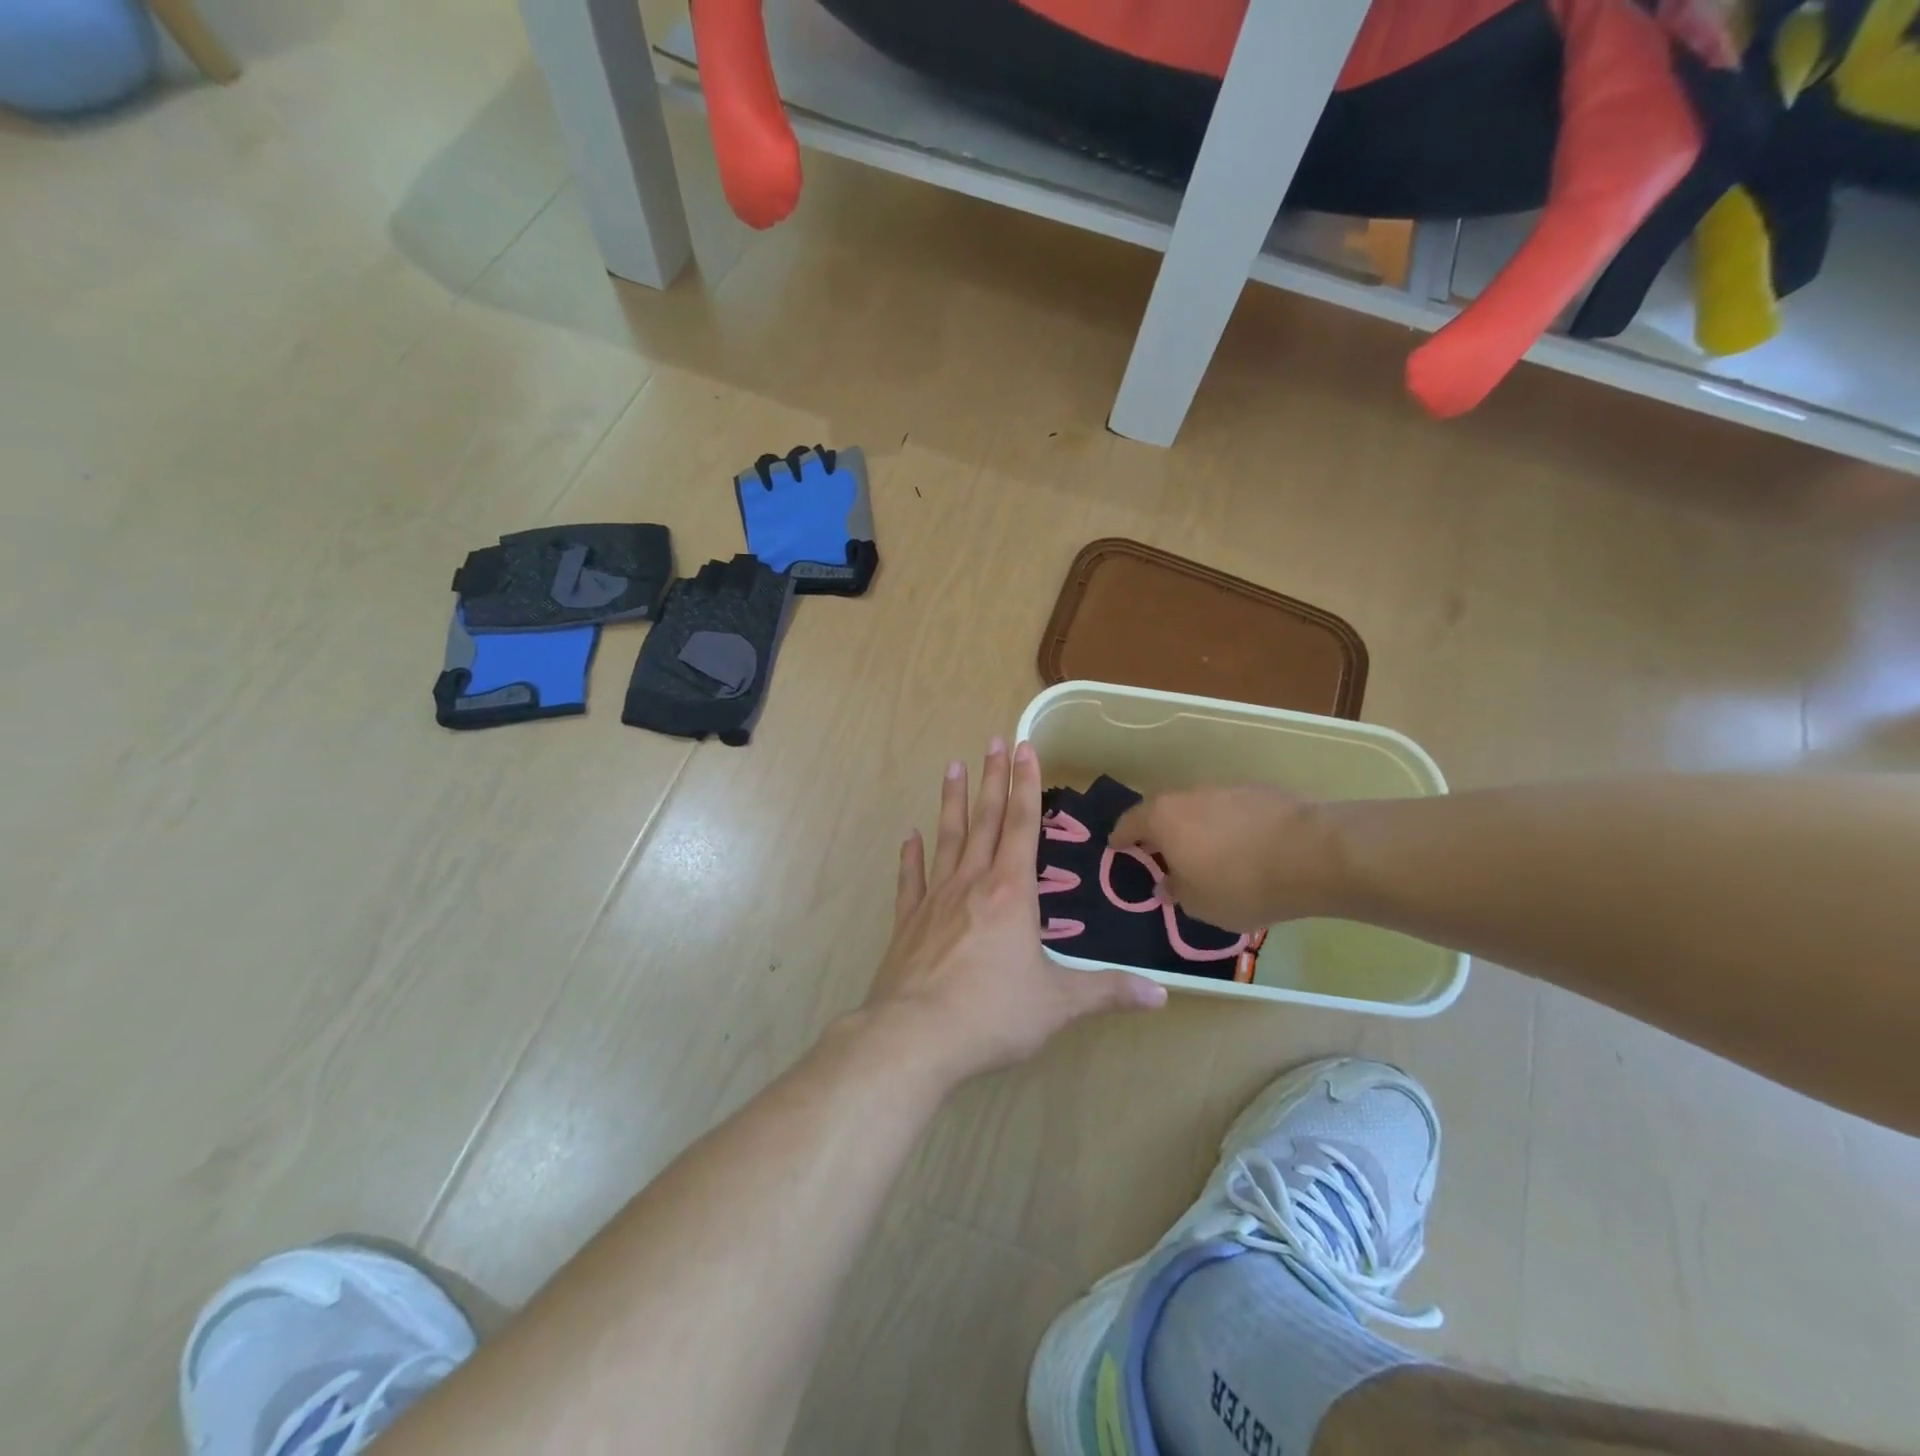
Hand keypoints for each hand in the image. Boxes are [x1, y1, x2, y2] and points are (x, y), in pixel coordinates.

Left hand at [864, 739, 1166, 1084]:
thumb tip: (1162, 994)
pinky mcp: (907, 923)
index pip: (1021, 825)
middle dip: (992, 779)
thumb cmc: (993, 1015)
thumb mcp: (1059, 1004)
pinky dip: (911, 856)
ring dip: (952, 802)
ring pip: (947, 839)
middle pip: (984, 820)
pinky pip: (911, 880)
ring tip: (953, 767)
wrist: (915, 1038)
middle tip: (993, 741)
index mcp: (1011, 893)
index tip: (1023, 747)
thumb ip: (1108, 992)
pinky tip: (909, 836)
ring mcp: (935, 900)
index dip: (1025, 785)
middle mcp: (972, 884)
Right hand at [1111, 785, 1337, 930]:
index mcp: (1163, 818)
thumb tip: (1166, 884)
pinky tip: (1246, 850)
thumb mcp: (1199, 904)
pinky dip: (1230, 828)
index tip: (1117, 848)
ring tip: (1209, 857)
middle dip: (1161, 833)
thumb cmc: (1241, 884)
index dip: (1121, 838)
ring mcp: (1226, 789)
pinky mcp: (1261, 792)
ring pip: (1200, 810)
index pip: (1129, 823)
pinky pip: (1232, 811)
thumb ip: (1176, 892)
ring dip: (1198, 830)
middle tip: (1163, 856)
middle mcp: (1188, 795)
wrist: (1312, 855)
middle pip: (1165, 812)